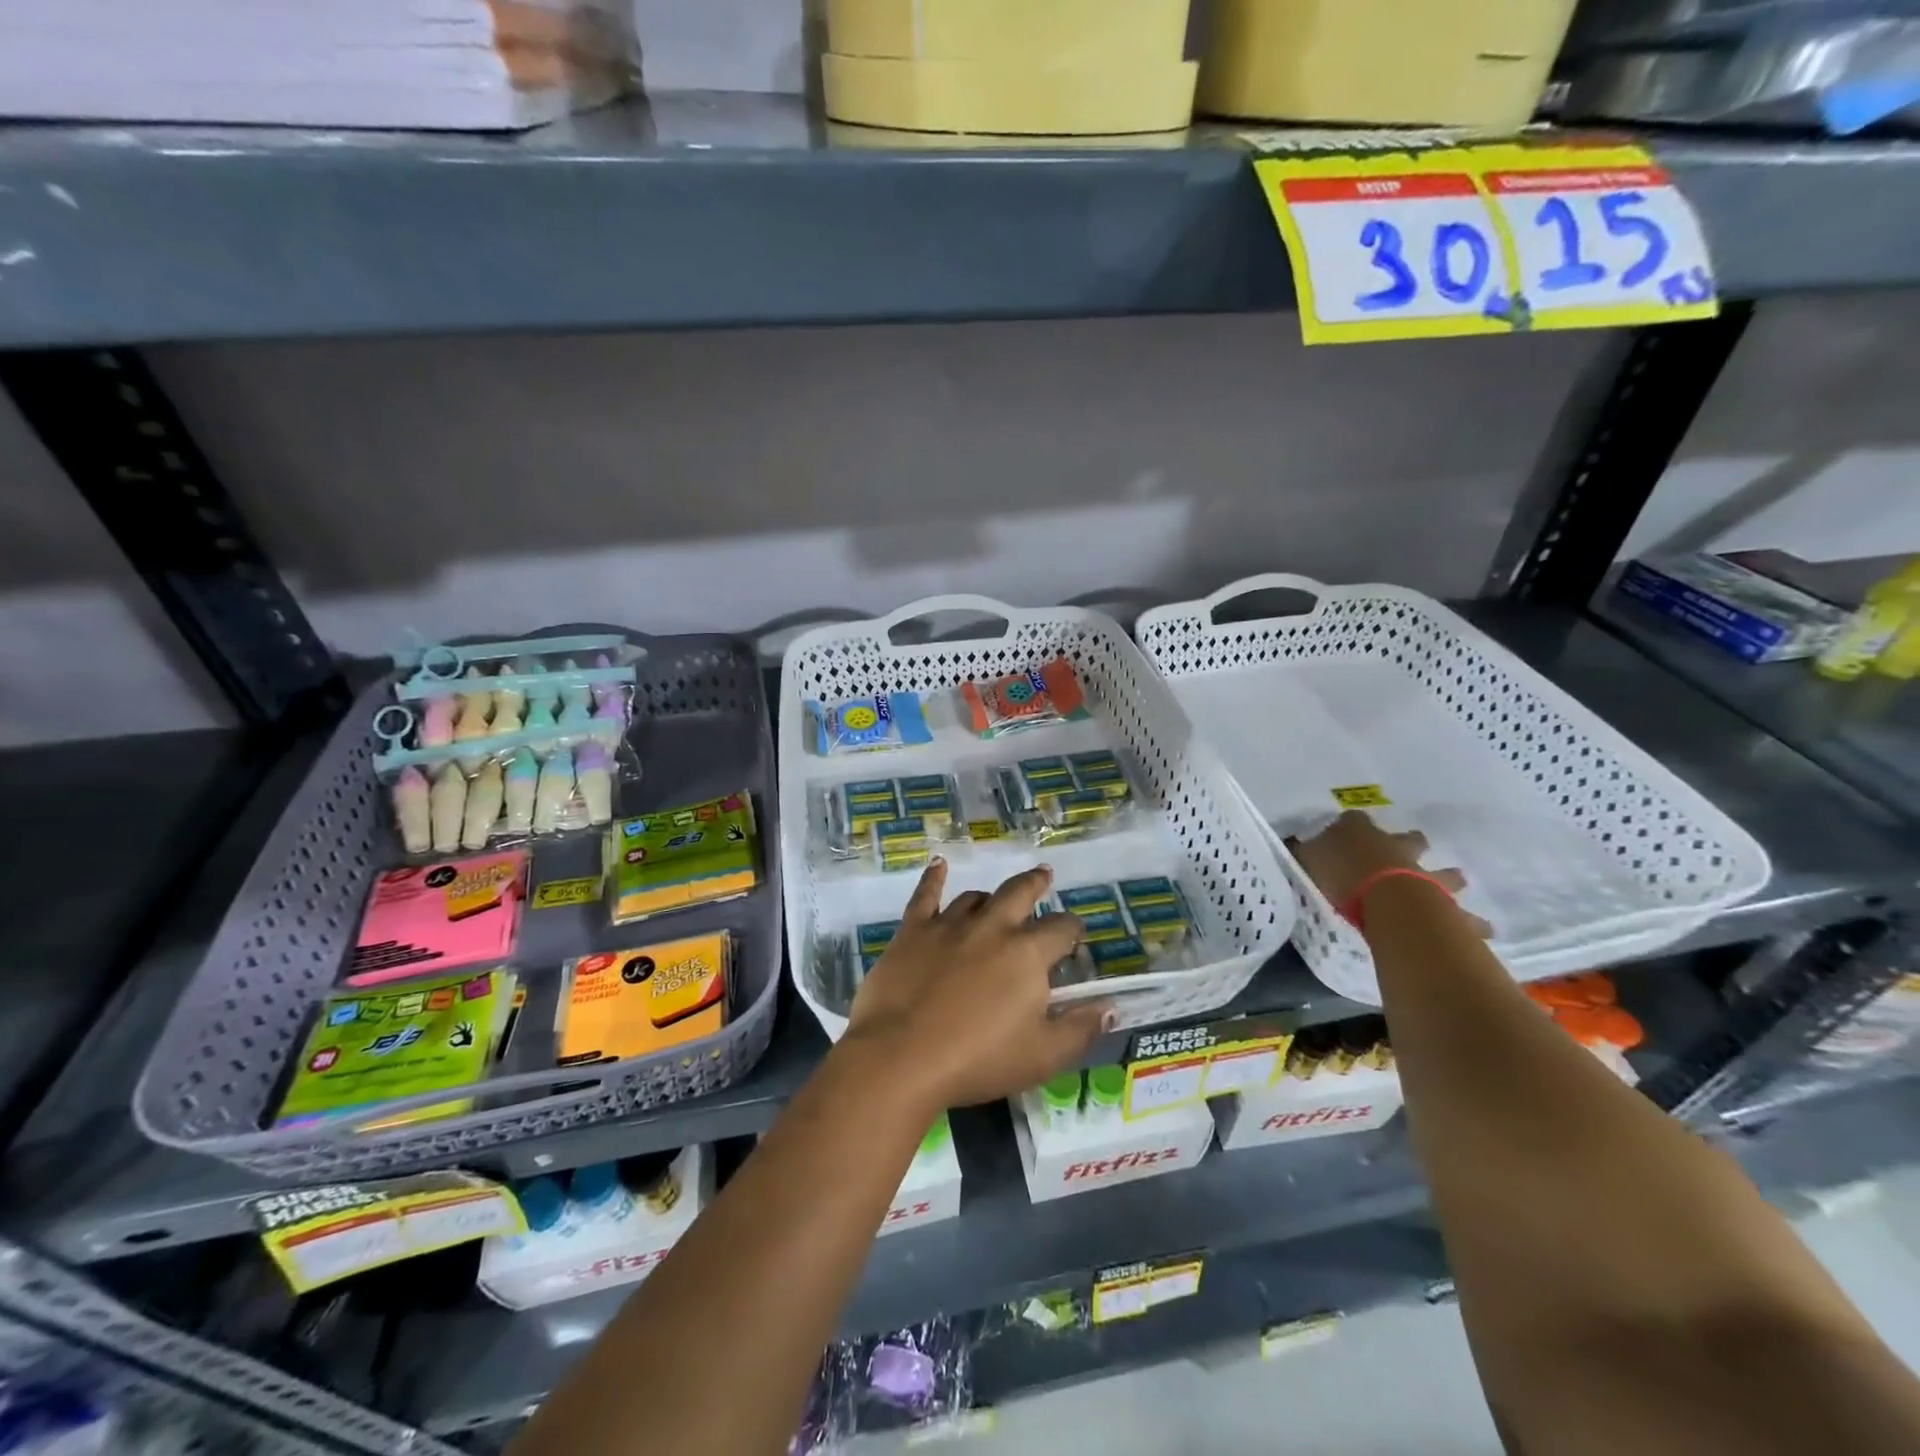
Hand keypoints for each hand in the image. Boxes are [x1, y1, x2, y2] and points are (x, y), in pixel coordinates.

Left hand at [843, 859, 1109, 1112]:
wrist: (900, 1057)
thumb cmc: (978, 1060)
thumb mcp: (1042, 1056)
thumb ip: (1080, 1029)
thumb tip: (1109, 1005)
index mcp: (1027, 954)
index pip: (1061, 931)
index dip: (1072, 931)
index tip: (1075, 934)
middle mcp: (992, 927)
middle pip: (1019, 893)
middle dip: (1036, 883)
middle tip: (1044, 875)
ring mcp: (949, 924)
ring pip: (976, 898)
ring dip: (990, 897)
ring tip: (994, 898)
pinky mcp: (912, 930)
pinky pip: (925, 895)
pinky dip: (933, 877)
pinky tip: (938, 864)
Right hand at [1288, 811, 1489, 932]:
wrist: (1386, 900)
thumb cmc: (1342, 874)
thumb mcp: (1308, 857)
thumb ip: (1302, 850)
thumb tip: (1290, 840)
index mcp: (1369, 838)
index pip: (1360, 824)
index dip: (1360, 827)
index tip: (1359, 828)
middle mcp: (1404, 854)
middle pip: (1413, 844)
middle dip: (1417, 847)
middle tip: (1420, 847)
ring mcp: (1430, 881)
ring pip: (1447, 879)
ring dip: (1453, 882)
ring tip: (1463, 884)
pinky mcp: (1447, 911)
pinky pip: (1466, 919)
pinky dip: (1474, 924)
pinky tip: (1486, 931)